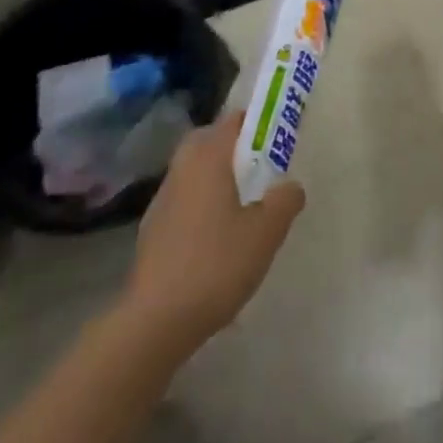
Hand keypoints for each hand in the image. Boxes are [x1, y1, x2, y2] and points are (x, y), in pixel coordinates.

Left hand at [119, 111, 304, 356]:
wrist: (155, 322)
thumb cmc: (216, 264)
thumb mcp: (266, 232)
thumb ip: (285, 200)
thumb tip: (290, 186)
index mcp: (208, 159)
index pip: (232, 120)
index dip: (256, 122)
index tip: (277, 136)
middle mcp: (181, 170)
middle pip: (208, 142)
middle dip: (233, 147)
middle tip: (260, 168)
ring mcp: (161, 201)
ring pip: (193, 173)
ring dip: (216, 178)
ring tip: (243, 206)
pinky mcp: (152, 232)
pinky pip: (184, 202)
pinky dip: (201, 206)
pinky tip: (217, 238)